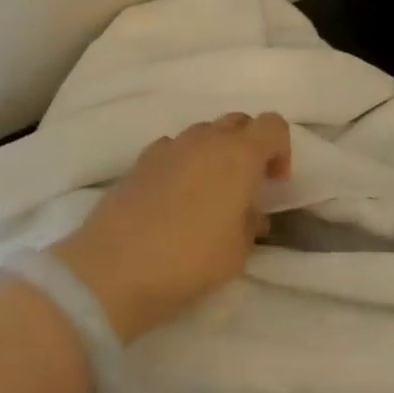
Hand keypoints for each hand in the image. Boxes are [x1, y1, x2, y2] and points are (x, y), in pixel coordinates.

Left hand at [51, 112, 290, 342]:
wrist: (112, 270)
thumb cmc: (187, 262)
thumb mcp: (237, 253)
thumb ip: (251, 224)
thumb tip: (250, 212)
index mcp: (238, 155)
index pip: (272, 125)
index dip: (281, 148)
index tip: (274, 182)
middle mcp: (205, 140)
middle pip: (238, 122)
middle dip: (249, 146)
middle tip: (246, 185)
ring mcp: (168, 147)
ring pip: (203, 133)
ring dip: (215, 153)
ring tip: (209, 193)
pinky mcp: (140, 161)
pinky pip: (173, 148)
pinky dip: (183, 162)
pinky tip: (175, 197)